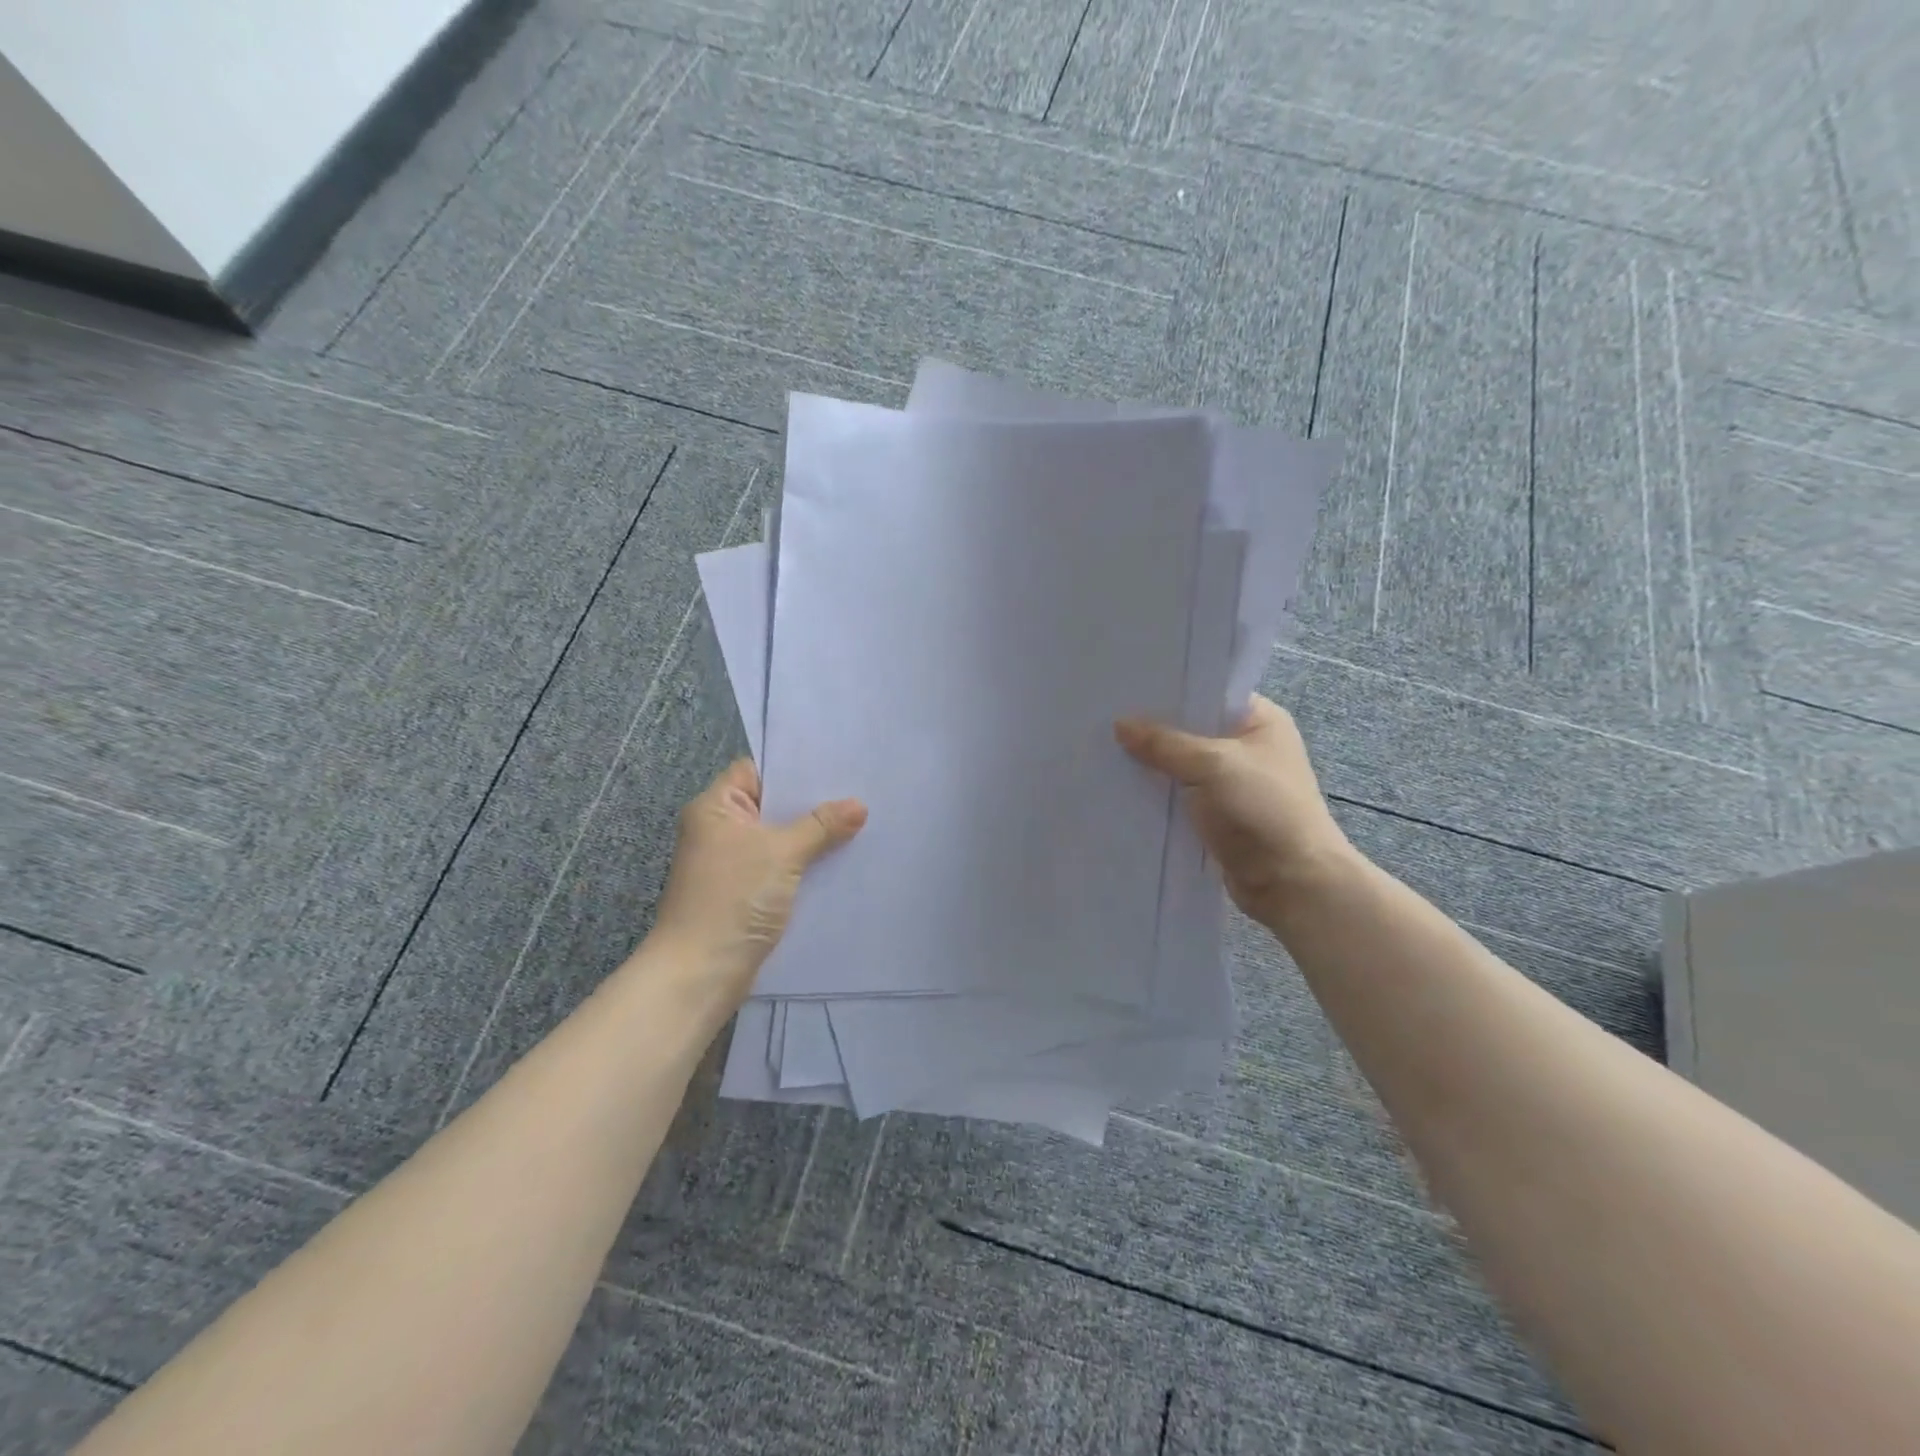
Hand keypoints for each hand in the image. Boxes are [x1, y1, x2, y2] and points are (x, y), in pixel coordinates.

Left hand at [650, 760, 866, 997]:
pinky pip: (780, 866)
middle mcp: (720, 830)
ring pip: (780, 838)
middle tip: (858, 790)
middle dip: (812, 802)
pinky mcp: (745, 893)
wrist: (700, 973)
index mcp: (716, 808)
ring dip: (812, 836)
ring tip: (859, 822)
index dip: (793, 766)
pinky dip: (805, 863)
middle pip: (772, 805)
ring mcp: (731, 863)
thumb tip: (859, 805)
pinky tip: (841, 860)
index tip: (835, 763)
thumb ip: (821, 825)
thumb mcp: (782, 853)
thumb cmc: (733, 899)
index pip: (756, 770)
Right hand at [1116, 695, 1357, 926]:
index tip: (1126, 688)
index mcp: (1260, 721)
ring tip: (1103, 751)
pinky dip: (1157, 796)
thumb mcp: (1210, 765)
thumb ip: (1163, 743)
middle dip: (1152, 730)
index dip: (1169, 691)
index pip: (1208, 693)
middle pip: (1190, 730)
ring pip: (1181, 766)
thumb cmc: (1261, 809)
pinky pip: (1180, 797)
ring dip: (1151, 766)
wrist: (1291, 883)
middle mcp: (1248, 748)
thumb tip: (1120, 724)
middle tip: (1104, 719)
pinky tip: (1120, 788)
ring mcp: (1233, 784)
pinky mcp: (1218, 817)